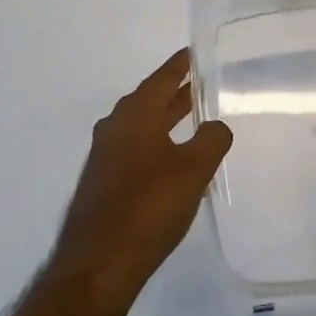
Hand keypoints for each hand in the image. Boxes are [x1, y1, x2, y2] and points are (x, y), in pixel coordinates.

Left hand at [49, 49, 232, 315]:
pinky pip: (134, 151)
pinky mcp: (103, 185)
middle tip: (198, 84)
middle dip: (173, 94)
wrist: (99, 263)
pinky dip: (155, 145)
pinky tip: (171, 162)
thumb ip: (211, 141)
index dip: (178, 67)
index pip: (160, 80)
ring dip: (164, 120)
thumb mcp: (192, 170)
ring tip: (190, 118)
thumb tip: (217, 126)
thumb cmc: (148, 206)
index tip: (192, 53)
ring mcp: (105, 158)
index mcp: (134, 116)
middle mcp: (114, 129)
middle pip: (148, 102)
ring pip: (140, 128)